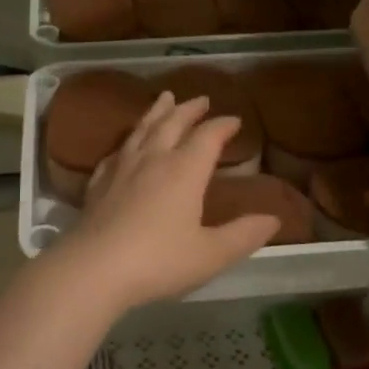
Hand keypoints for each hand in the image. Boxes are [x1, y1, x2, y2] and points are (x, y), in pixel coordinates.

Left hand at [58, 93, 278, 309]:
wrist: (94, 269)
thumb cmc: (159, 260)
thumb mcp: (211, 254)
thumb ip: (244, 235)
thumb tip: (274, 219)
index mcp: (184, 170)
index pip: (207, 136)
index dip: (222, 125)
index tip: (234, 120)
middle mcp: (153, 159)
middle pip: (172, 123)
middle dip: (189, 109)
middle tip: (200, 99)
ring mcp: (121, 169)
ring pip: (142, 130)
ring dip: (156, 113)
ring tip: (164, 99)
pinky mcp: (98, 184)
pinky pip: (116, 153)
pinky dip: (127, 142)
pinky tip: (125, 146)